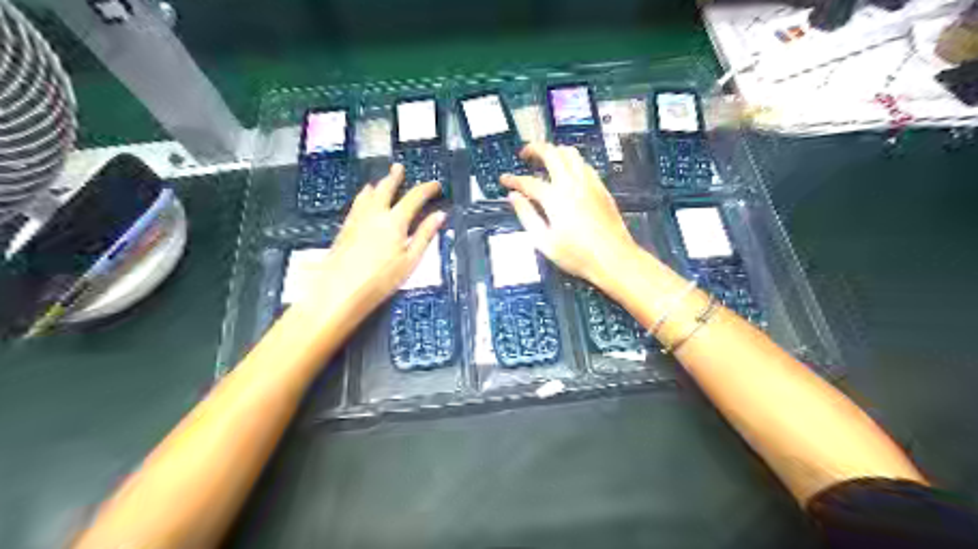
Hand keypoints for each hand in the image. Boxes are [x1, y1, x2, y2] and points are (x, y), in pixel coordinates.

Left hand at [303, 165, 444, 320]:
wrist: (340, 290)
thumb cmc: (381, 279)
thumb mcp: (410, 261)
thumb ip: (425, 236)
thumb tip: (440, 215)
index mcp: (395, 221)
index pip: (414, 197)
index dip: (427, 189)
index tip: (436, 185)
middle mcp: (375, 214)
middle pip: (386, 189)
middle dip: (395, 177)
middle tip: (400, 168)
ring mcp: (357, 219)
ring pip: (368, 194)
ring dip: (378, 184)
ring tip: (381, 180)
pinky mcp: (345, 228)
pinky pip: (356, 204)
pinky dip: (363, 196)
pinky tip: (362, 199)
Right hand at [504, 141, 642, 287]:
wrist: (614, 259)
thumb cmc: (577, 255)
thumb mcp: (544, 241)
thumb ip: (527, 216)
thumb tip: (514, 198)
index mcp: (555, 198)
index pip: (528, 181)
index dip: (513, 179)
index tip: (504, 179)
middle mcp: (572, 184)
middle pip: (552, 153)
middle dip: (535, 149)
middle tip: (525, 154)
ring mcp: (589, 184)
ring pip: (571, 153)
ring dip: (555, 151)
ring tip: (546, 158)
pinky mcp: (601, 188)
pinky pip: (584, 165)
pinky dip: (572, 161)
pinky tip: (568, 172)